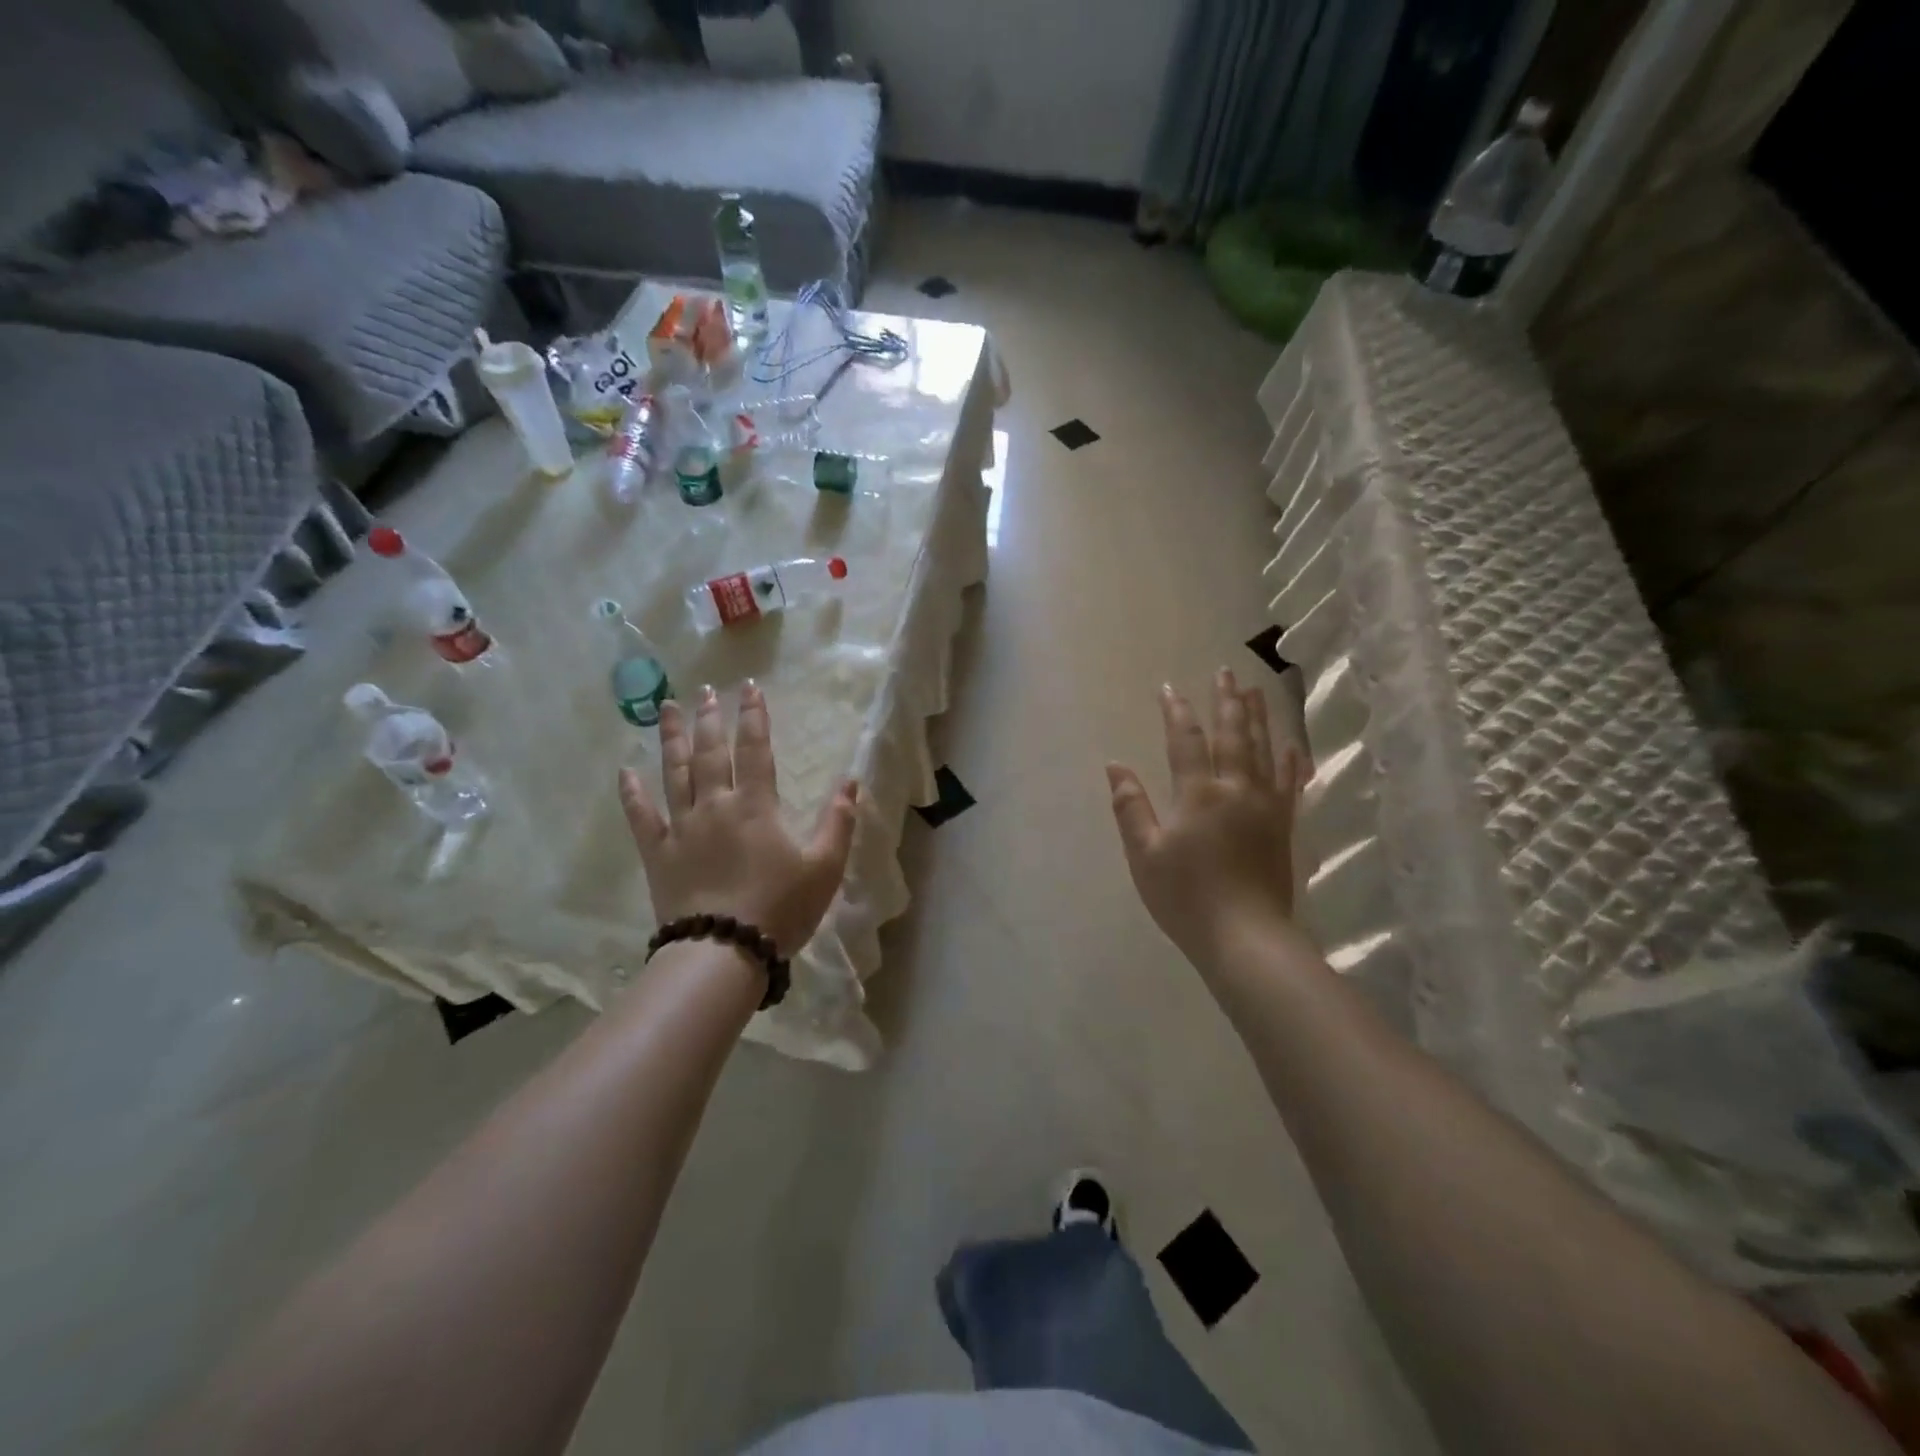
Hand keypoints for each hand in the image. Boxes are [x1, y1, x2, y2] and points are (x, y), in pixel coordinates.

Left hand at [619, 683, 857, 956]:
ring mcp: (682, 828)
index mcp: (756, 806)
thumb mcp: (824, 867)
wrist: (724, 952)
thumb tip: (851, 781)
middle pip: (710, 752)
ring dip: (672, 738)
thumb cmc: (780, 908)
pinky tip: (625, 771)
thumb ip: (839, 821)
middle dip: (710, 719)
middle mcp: (715, 806)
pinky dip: (632, 793)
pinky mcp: (658, 853)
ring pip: (674, 772)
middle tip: (707, 691)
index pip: (756, 749)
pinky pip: (641, 816)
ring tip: (669, 708)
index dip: (754, 716)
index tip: (750, 688)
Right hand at [1107, 669, 1306, 971]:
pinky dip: (1290, 761)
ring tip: (1256, 690)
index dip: (1176, 712)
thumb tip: (1116, 766)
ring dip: (1258, 718)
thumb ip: (1130, 807)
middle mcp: (1236, 790)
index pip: (1185, 741)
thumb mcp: (1145, 854)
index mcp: (1198, 794)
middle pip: (1232, 735)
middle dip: (1226, 702)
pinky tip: (1292, 746)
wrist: (1245, 937)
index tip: (1169, 687)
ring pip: (1264, 750)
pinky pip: (1289, 784)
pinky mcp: (1283, 827)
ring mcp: (1265, 807)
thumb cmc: (1186, 897)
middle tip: (1225, 672)